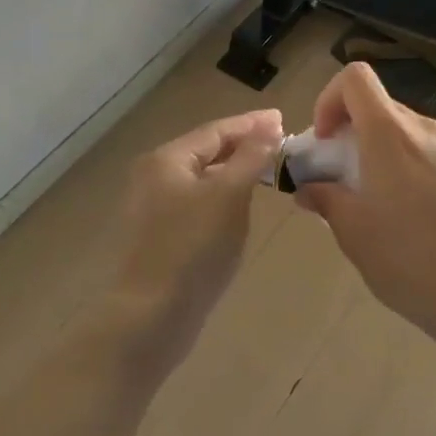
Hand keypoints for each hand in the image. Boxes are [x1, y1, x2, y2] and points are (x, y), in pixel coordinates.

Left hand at [110, 109, 282, 359]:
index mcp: (167, 160)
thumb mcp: (229, 195)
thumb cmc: (194, 247)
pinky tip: (242, 206)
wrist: (152, 316)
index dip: (251, 124)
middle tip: (280, 143)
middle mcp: (155, 176)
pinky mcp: (162, 235)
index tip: (283, 119)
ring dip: (235, 171)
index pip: (216, 130)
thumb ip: (251, 157)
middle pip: (207, 151)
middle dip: (244, 146)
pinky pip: (199, 202)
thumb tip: (269, 126)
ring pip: (204, 178)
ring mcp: (155, 208)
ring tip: (268, 171)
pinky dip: (224, 196)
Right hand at [296, 64, 435, 357]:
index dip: (329, 99)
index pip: (355, 78)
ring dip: (379, 153)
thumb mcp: (355, 234)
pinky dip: (407, 167)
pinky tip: (409, 215)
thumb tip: (309, 189)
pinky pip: (428, 154)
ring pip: (404, 132)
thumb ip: (327, 200)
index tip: (324, 142)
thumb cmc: (412, 261)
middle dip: (351, 133)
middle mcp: (424, 130)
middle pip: (379, 106)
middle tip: (339, 178)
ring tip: (373, 201)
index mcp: (390, 135)